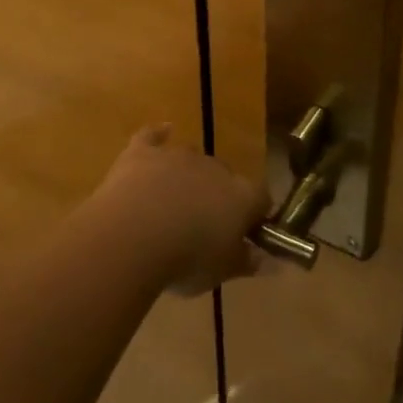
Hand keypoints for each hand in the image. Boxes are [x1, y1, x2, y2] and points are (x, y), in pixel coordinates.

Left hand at [90, 125, 271, 294]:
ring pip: (191, 159)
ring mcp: (178, 156)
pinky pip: (153, 137)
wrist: (133, 236)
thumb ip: (247, 262)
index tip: (245, 236)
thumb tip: (269, 260)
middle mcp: (215, 168)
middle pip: (224, 177)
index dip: (255, 216)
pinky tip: (163, 131)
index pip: (261, 199)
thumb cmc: (186, 259)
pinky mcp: (143, 152)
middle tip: (202, 226)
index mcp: (242, 196)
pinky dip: (158, 135)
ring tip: (174, 202)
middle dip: (217, 196)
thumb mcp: (222, 271)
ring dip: (188, 175)